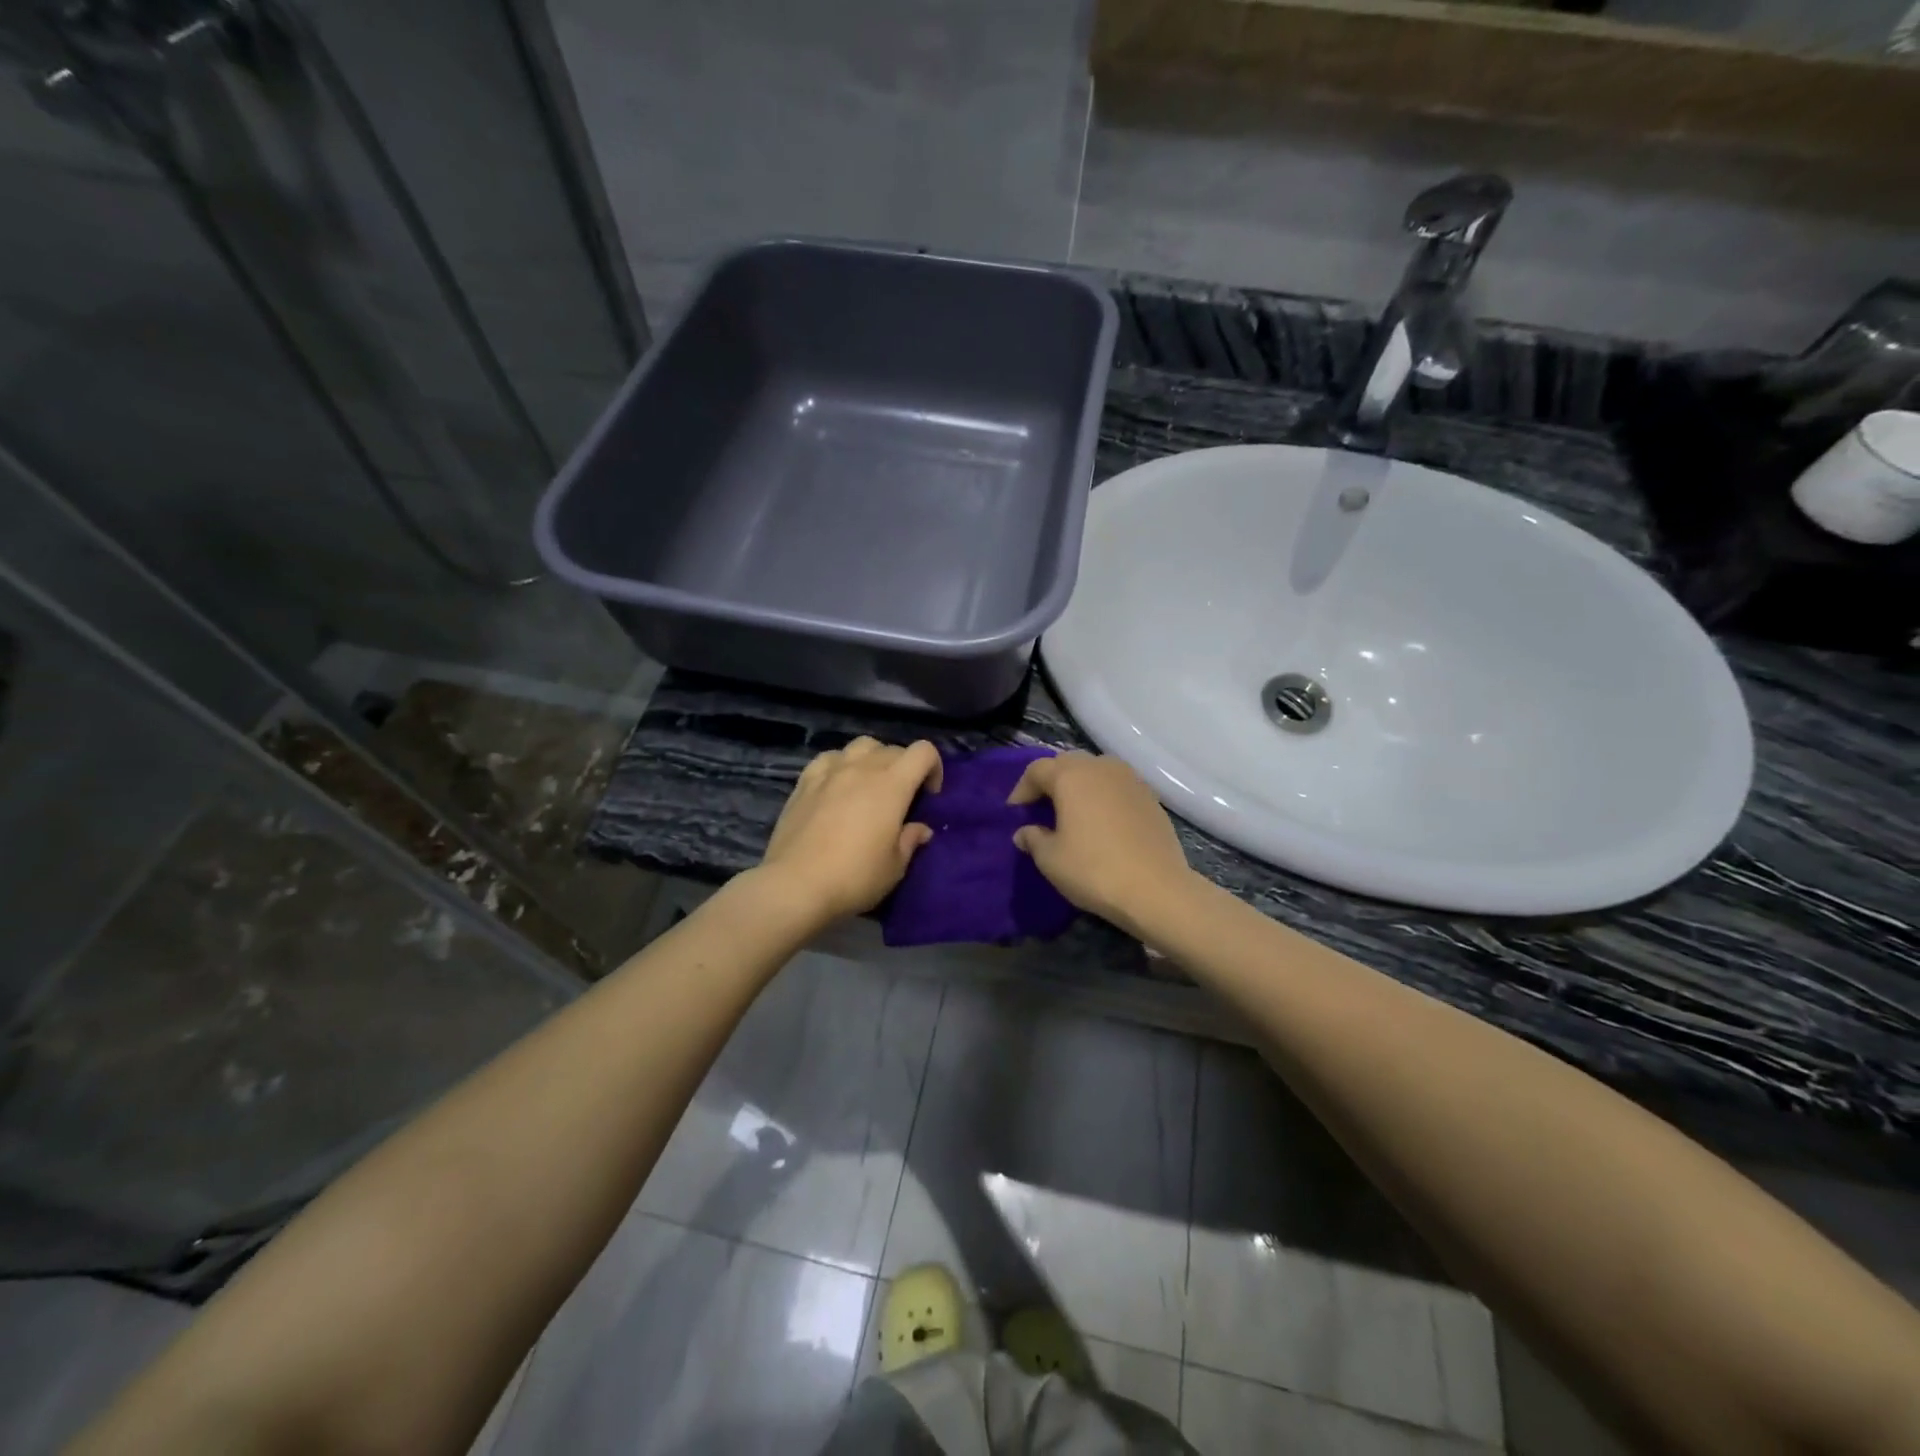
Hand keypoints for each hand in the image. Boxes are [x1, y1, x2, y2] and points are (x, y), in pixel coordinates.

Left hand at [758, 737, 942, 926]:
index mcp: (893, 785)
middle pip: (892, 749)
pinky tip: (837, 785)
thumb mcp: (894, 867)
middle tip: (901, 798)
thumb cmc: (854, 877)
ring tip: (870, 785)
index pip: (923, 752)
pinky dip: (840, 765)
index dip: (934, 767)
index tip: (929, 795)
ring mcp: (830, 772)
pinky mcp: (804, 782)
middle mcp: (862, 769)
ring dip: (873, 759)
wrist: (795, 885)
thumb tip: (921, 829)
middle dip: (905, 767)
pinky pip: (829, 758)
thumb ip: (910, 841)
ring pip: (860, 746)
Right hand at [1008, 751, 1191, 932]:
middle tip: (1041, 808)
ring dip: (1080, 786)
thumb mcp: (1051, 859)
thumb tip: (1025, 832)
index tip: (1015, 813)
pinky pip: (1117, 787)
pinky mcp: (1151, 797)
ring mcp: (1131, 779)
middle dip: (1051, 782)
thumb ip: (1033, 839)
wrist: (1156, 890)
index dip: (1022, 790)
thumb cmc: (1094, 870)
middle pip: (1068, 764)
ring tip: (1072, 812)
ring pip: (1096, 772)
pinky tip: (1102, 822)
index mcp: (1072, 775)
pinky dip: (1103, 797)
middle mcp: (1101, 767)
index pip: (1037, 770)